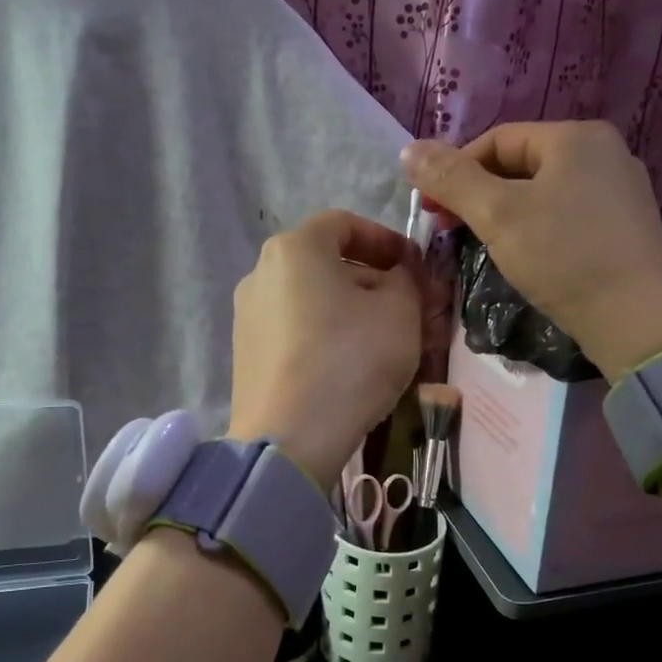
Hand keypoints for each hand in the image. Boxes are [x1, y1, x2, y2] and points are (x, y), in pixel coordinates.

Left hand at [227, 210, 423, 489]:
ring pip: (311, 299)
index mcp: (295, 248)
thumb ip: (406, 280)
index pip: (345, 224)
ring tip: (381, 340)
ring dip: (349, 309)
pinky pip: (294, 331)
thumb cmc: (350, 359)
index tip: (414, 266)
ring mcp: (248, 316)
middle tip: (406, 306)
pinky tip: (348, 365)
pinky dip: (324, 335)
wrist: (290, 438)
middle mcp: (260, 273)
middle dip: (371, 279)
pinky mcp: (246, 355)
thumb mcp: (400, 311)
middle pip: (325, 263)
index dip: (386, 239)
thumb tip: (398, 276)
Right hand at [403, 122, 661, 381]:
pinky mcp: (626, 224)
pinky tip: (529, 255)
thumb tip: (409, 150)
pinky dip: (538, 226)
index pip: (497, 140)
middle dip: (480, 193)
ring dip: (506, 211)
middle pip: (522, 163)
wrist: (635, 321)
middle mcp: (605, 150)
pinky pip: (568, 212)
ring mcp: (621, 187)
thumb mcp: (497, 215)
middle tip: (453, 230)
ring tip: (486, 244)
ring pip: (544, 189)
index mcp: (576, 136)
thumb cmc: (562, 257)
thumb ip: (451, 179)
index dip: (456, 170)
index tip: (433, 210)